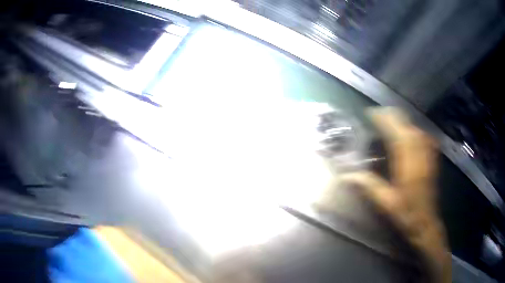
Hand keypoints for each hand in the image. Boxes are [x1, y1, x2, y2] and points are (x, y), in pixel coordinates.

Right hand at [335, 108, 450, 282]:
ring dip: (403, 121)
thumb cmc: (406, 213)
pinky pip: (424, 136)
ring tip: (390, 120)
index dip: (385, 121)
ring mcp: (428, 155)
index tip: (372, 114)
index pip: (397, 134)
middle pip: (407, 126)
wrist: (426, 221)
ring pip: (416, 129)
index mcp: (408, 165)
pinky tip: (408, 131)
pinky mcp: (432, 158)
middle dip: (393, 116)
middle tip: (378, 115)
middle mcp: (420, 155)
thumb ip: (368, 186)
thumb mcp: (385, 203)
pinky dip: (414, 129)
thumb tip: (347, 175)